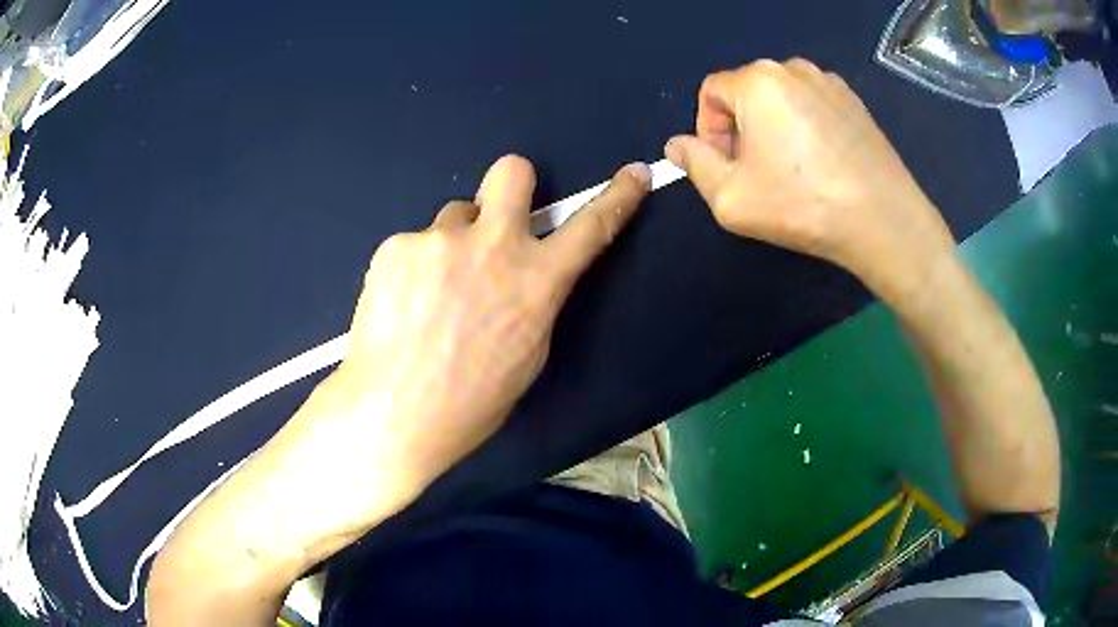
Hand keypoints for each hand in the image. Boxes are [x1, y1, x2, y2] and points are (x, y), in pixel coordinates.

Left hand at [285, 155, 650, 528]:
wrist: (393, 414)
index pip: (591, 226)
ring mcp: (439, 240)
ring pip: (454, 218)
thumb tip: (525, 276)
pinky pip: (413, 244)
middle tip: (494, 220)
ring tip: (431, 294)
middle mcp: (492, 245)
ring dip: (453, 244)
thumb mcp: (528, 356)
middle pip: (512, 171)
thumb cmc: (470, 402)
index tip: (634, 174)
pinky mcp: (395, 246)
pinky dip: (413, 268)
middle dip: (512, 186)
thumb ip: (534, 301)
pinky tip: (401, 305)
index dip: (618, 196)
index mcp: (536, 281)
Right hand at [665, 59, 958, 301]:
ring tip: (791, 170)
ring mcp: (829, 82)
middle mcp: (793, 68)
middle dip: (741, 128)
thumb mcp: (730, 197)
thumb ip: (694, 164)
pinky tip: (821, 164)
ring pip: (782, 98)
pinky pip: (813, 105)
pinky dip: (805, 127)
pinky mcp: (855, 101)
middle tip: (756, 173)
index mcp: (758, 81)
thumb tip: (676, 145)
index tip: (725, 166)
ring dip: (773, 127)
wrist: (884, 221)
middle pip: (747, 92)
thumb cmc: (803, 206)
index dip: (708, 130)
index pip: (712, 92)